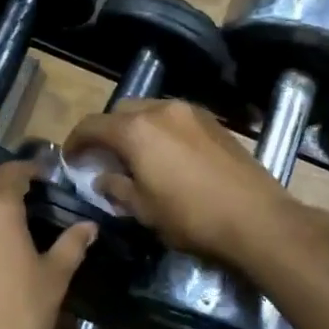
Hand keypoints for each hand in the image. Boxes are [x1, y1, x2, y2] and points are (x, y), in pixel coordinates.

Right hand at [65, 100, 305, 263]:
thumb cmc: (191, 217)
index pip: (92, 125)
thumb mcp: (144, 210)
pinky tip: (167, 156)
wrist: (256, 218)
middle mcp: (161, 110)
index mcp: (136, 130)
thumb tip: (103, 178)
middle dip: (107, 131)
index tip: (71, 159)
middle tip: (104, 158)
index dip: (76, 142)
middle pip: (121, 111)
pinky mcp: (213, 122)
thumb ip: (117, 188)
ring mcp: (191, 112)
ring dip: (135, 128)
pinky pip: (174, 118)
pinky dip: (160, 130)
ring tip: (136, 157)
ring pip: (150, 110)